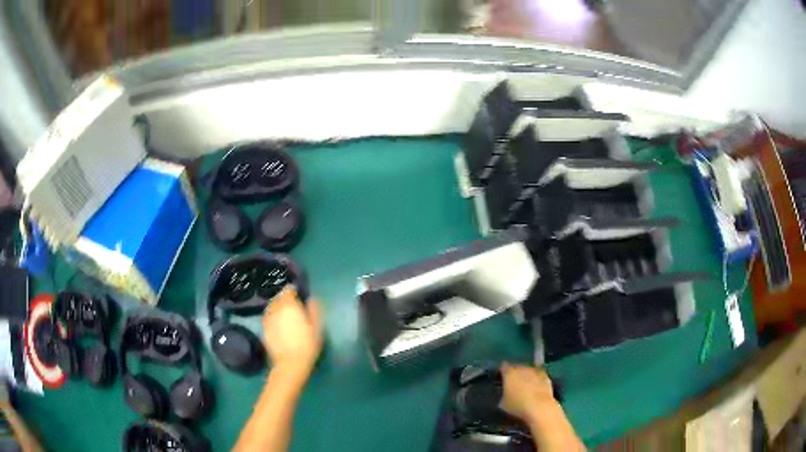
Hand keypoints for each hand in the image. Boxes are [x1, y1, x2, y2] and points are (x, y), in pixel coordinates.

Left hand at [262, 287, 322, 383]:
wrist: (290, 363)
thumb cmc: (307, 344)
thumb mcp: (317, 327)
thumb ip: (314, 310)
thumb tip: (312, 298)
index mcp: (289, 305)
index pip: (288, 290)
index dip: (293, 291)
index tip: (299, 295)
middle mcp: (276, 308)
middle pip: (278, 298)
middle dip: (285, 299)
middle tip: (293, 307)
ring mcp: (267, 319)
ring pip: (272, 307)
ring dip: (278, 308)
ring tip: (286, 316)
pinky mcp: (263, 329)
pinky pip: (268, 318)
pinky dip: (273, 318)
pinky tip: (279, 326)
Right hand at [499, 363, 555, 422]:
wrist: (539, 407)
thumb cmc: (517, 406)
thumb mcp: (502, 403)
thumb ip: (502, 394)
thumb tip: (504, 393)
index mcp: (509, 373)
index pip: (502, 366)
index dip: (501, 372)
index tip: (500, 379)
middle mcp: (522, 368)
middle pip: (516, 366)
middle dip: (514, 374)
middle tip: (512, 384)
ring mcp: (535, 371)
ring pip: (528, 370)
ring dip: (526, 376)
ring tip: (525, 387)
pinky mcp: (546, 376)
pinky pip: (538, 376)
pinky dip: (536, 380)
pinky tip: (535, 389)